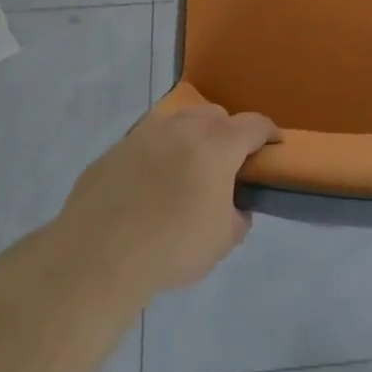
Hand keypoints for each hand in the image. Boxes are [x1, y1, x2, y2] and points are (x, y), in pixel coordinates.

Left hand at [62, 104, 279, 298]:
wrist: (97, 256)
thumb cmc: (172, 246)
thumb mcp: (222, 241)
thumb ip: (237, 217)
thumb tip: (234, 207)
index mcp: (218, 144)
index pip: (254, 125)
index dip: (269, 133)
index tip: (273, 145)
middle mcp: (183, 128)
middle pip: (215, 115)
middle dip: (227, 132)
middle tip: (227, 163)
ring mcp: (144, 134)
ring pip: (177, 122)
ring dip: (190, 138)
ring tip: (186, 169)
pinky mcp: (113, 150)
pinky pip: (145, 143)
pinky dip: (156, 155)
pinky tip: (148, 186)